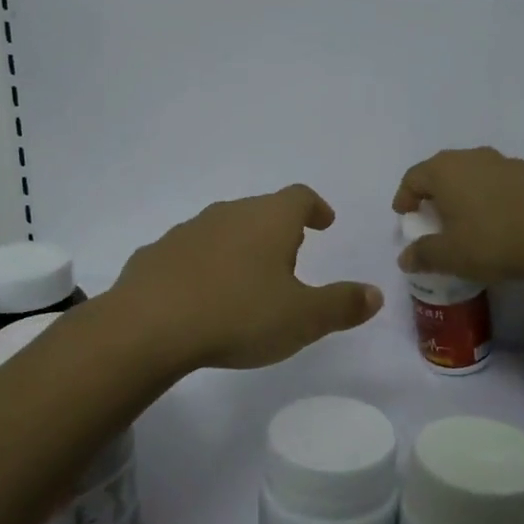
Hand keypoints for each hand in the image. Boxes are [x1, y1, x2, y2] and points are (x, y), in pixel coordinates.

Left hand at [111, 185, 382, 370]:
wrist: (148, 326)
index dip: (315, 207)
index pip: (299, 197)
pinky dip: (204, 265)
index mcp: (268, 220)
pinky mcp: (156, 253)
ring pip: (223, 229)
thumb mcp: (303, 319)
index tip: (324, 222)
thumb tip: (375, 294)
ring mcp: (187, 231)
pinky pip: (190, 253)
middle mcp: (228, 214)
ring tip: (247, 279)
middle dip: (278, 230)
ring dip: (240, 247)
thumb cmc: (238, 315)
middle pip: (260, 210)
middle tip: (290, 258)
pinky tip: (202, 296)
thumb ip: (342, 305)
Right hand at [392, 147, 523, 284]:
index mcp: (445, 171)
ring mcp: (503, 161)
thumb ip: (422, 254)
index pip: (413, 177)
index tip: (405, 216)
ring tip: (464, 216)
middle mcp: (471, 156)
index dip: (405, 197)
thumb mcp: (449, 256)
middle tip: (431, 215)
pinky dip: (487, 193)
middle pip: (441, 170)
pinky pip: (496, 179)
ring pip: (471, 172)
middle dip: (432, 191)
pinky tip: (495, 216)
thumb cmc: (491, 243)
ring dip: (461, 190)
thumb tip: (405, 258)